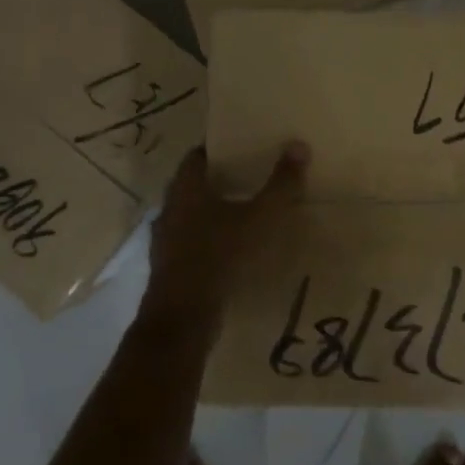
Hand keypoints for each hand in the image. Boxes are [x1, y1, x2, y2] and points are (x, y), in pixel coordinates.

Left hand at [141, 143, 308, 333]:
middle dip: (220, 180)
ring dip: (214, 212)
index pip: (198, 156)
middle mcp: (170, 209)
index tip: (243, 146)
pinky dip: (209, 239)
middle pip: (194, 185)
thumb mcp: (260, 218)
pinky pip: (191, 243)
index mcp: (186, 189)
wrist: (183, 318)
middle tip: (252, 176)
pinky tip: (232, 248)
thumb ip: (281, 184)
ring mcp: (165, 241)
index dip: (219, 149)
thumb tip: (298, 145)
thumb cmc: (220, 256)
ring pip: (191, 216)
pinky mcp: (169, 268)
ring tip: (246, 211)